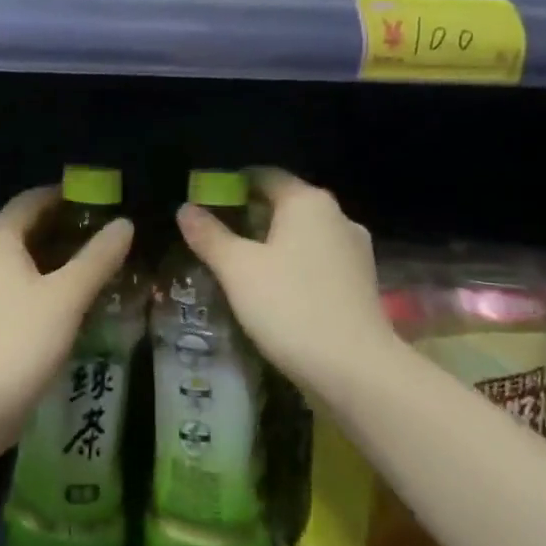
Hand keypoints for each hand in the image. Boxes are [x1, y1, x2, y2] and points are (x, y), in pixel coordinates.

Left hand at [0, 186, 134, 454]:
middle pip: (17, 230)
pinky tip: (51, 304)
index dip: (59, 196)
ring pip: (8, 262)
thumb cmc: (20, 342)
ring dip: (42, 260)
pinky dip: (27, 285)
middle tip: (93, 235)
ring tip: (79, 269)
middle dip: (54, 229)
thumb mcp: (68, 297)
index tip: (90, 199)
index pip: (29, 201)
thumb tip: (124, 224)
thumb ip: (98, 258)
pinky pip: (0, 289)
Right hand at [176, 168, 397, 408]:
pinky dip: (292, 265)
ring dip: (270, 243)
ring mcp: (354, 250)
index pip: (263, 175)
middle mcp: (337, 216)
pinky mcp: (360, 281)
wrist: (354, 369)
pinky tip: (272, 289)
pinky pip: (316, 260)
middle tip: (214, 237)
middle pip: (284, 204)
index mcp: (307, 202)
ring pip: (302, 234)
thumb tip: (185, 209)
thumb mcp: (237, 269)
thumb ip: (209, 235)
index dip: (230, 185)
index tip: (204, 204)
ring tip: (238, 265)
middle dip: (248, 216)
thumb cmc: (290, 306)